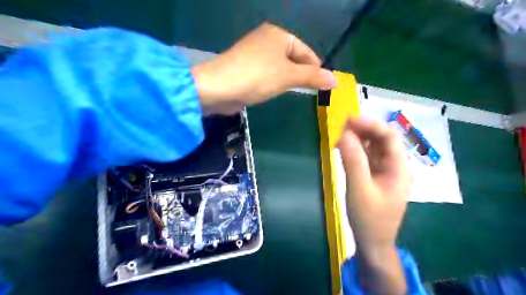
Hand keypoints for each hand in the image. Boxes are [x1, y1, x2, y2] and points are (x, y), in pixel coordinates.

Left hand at [193, 22, 336, 114]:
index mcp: (278, 35)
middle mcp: (266, 40)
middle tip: (312, 92)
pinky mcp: (246, 68)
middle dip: (302, 75)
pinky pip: (268, 74)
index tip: (323, 86)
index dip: (316, 68)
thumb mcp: (288, 76)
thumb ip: (312, 77)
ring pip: (280, 67)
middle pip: (293, 58)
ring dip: (289, 80)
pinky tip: (276, 91)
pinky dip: (275, 82)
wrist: (218, 88)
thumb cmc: (257, 77)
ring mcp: (254, 54)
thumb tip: (335, 80)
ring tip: (296, 92)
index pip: (306, 51)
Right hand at [339, 118, 407, 294]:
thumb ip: (353, 161)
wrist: (373, 242)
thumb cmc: (369, 218)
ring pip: (373, 147)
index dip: (369, 124)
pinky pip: (366, 157)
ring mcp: (385, 171)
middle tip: (341, 127)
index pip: (388, 137)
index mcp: (399, 168)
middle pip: (381, 139)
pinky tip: (343, 148)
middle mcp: (395, 166)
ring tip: (339, 136)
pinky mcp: (375, 176)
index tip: (348, 120)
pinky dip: (355, 150)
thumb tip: (344, 135)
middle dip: (362, 130)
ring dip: (357, 139)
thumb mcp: (359, 189)